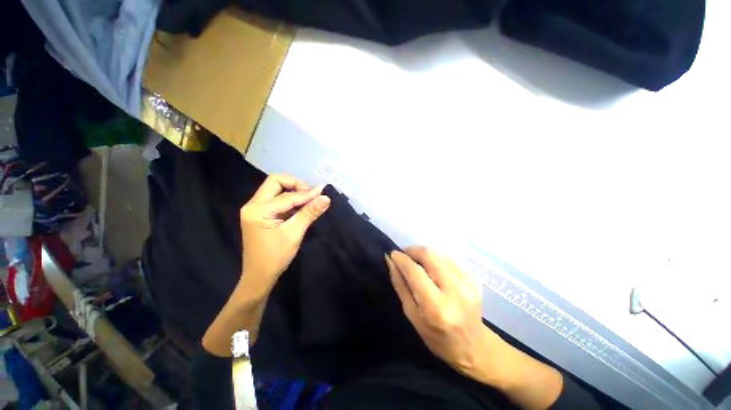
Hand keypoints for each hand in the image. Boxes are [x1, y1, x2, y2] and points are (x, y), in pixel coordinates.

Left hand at [240, 174, 330, 294]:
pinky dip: (290, 200)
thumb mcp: (294, 233)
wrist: (259, 276)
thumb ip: (309, 213)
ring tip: (309, 198)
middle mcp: (253, 205)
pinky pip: (276, 200)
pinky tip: (302, 206)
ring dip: (293, 191)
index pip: (286, 196)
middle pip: (275, 182)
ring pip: (275, 190)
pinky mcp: (261, 214)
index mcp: (257, 210)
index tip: (323, 191)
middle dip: (295, 184)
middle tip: (311, 193)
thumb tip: (326, 197)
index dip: (306, 193)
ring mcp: (255, 209)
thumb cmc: (275, 257)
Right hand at [386, 248, 504, 377]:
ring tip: (416, 262)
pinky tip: (431, 269)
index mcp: (436, 307)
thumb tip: (391, 262)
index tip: (392, 254)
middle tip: (403, 255)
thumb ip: (400, 286)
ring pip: (439, 254)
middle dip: (413, 250)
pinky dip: (435, 260)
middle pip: (429, 256)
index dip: (402, 260)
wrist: (474, 346)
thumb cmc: (437, 337)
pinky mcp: (473, 278)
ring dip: (423, 254)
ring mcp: (467, 282)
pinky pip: (448, 259)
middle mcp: (455, 291)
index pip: (416, 272)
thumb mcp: (412, 316)